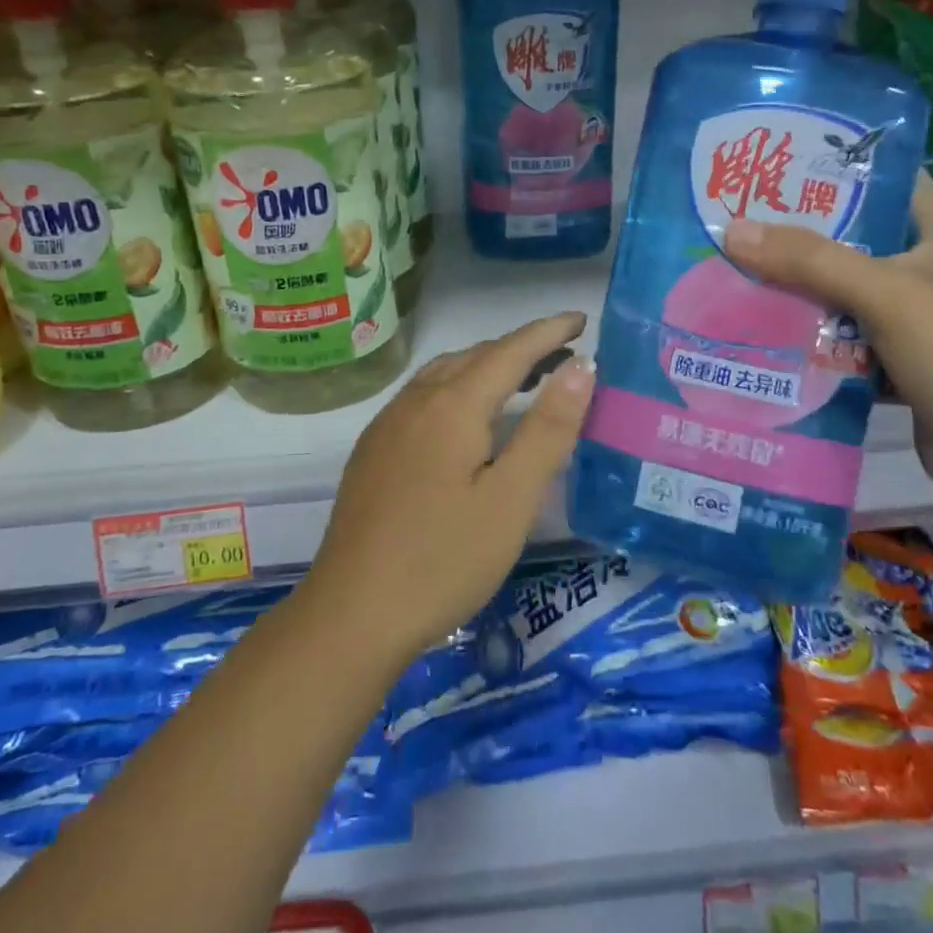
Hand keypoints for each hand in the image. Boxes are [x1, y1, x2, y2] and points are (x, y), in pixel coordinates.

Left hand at [304, 313, 594, 659]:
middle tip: (563, 353)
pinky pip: (424, 397)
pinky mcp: (373, 450)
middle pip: (476, 356)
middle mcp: (416, 401)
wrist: (351, 614)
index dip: (548, 331)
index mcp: (452, 405)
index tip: (582, 318)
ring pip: (445, 374)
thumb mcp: (511, 499)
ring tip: (522, 378)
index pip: (510, 351)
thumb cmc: (443, 560)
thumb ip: (548, 428)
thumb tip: (582, 367)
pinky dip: (459, 388)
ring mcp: (388, 425)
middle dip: (521, 348)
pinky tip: (466, 417)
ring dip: (487, 366)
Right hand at [723, 176, 932, 509]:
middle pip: (857, 247)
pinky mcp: (897, 374)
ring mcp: (911, 331)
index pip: (900, 188)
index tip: (795, 162)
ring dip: (800, 295)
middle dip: (804, 237)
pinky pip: (842, 349)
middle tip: (742, 223)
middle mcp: (925, 282)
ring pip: (844, 301)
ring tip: (737, 277)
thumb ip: (812, 261)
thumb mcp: (888, 294)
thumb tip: (732, 229)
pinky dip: (811, 346)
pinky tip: (766, 341)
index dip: (856, 170)